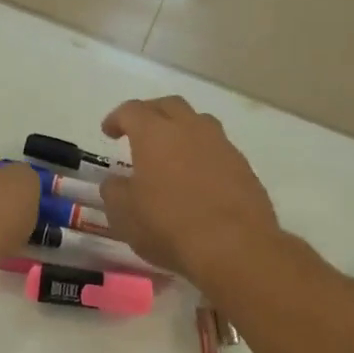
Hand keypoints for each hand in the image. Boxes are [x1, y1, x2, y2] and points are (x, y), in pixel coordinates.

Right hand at [97, 97, 280, 280]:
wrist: (235, 247)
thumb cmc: (168, 226)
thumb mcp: (124, 214)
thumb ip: (114, 191)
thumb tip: (116, 182)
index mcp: (154, 134)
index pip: (132, 110)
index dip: (117, 118)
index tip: (109, 132)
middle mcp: (190, 129)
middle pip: (169, 105)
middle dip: (151, 113)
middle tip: (140, 131)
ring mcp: (222, 145)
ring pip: (199, 122)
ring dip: (182, 130)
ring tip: (172, 152)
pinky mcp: (244, 167)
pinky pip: (218, 149)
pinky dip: (203, 155)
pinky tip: (198, 178)